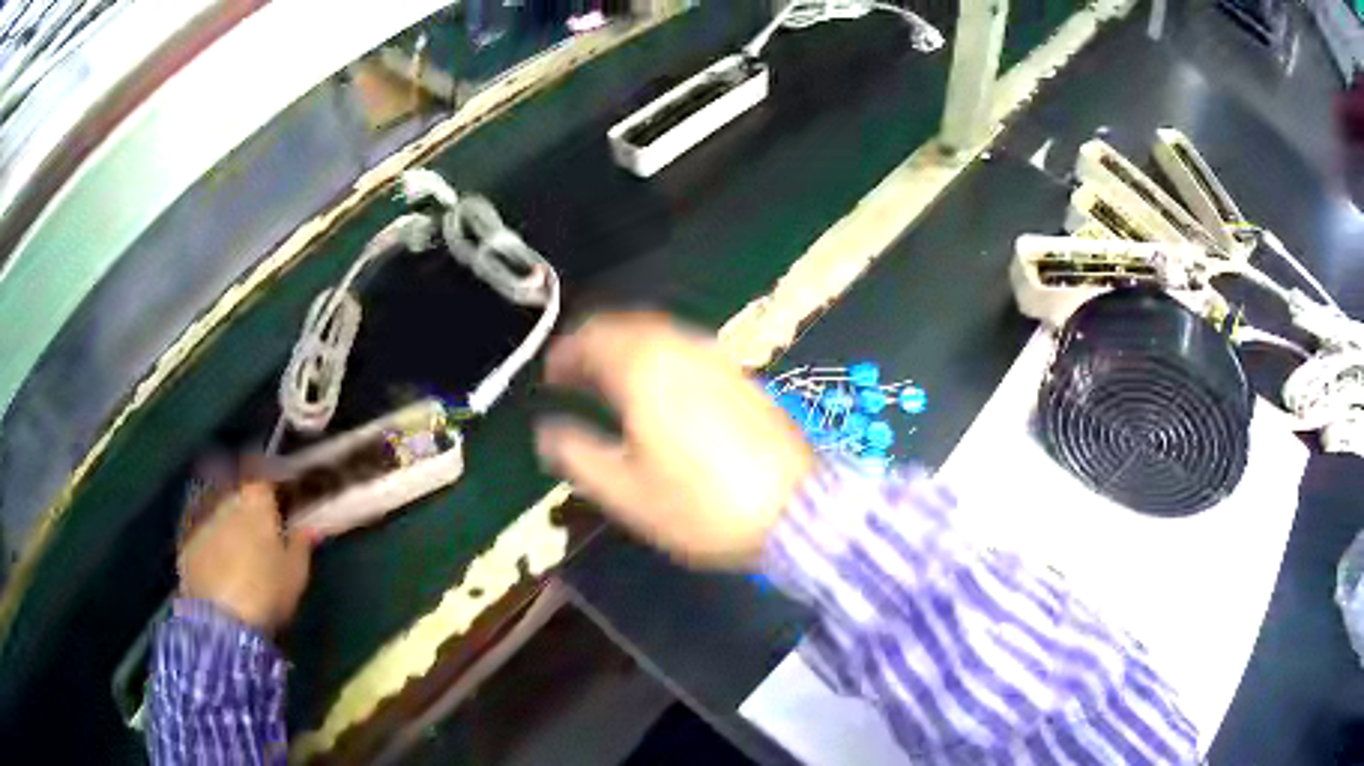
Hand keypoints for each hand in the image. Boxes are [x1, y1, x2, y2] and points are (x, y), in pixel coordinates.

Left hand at [179, 482, 311, 632]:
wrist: (221, 621)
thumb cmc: (266, 592)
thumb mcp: (295, 574)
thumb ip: (301, 545)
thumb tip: (310, 526)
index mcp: (255, 501)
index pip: (262, 472)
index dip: (271, 475)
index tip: (280, 485)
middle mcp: (225, 499)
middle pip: (235, 485)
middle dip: (245, 493)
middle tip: (256, 512)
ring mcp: (201, 518)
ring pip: (215, 504)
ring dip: (225, 513)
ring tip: (235, 535)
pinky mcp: (185, 541)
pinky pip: (200, 528)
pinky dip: (208, 534)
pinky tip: (216, 554)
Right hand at [535, 312, 813, 569]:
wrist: (796, 511)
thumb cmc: (702, 507)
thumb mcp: (627, 493)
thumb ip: (578, 455)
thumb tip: (547, 431)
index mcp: (645, 370)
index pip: (593, 339)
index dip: (565, 353)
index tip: (550, 374)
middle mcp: (681, 349)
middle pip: (626, 326)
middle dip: (594, 344)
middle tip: (575, 374)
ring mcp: (717, 359)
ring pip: (659, 334)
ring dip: (627, 347)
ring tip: (610, 380)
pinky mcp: (741, 375)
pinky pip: (686, 349)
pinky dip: (659, 357)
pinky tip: (659, 389)